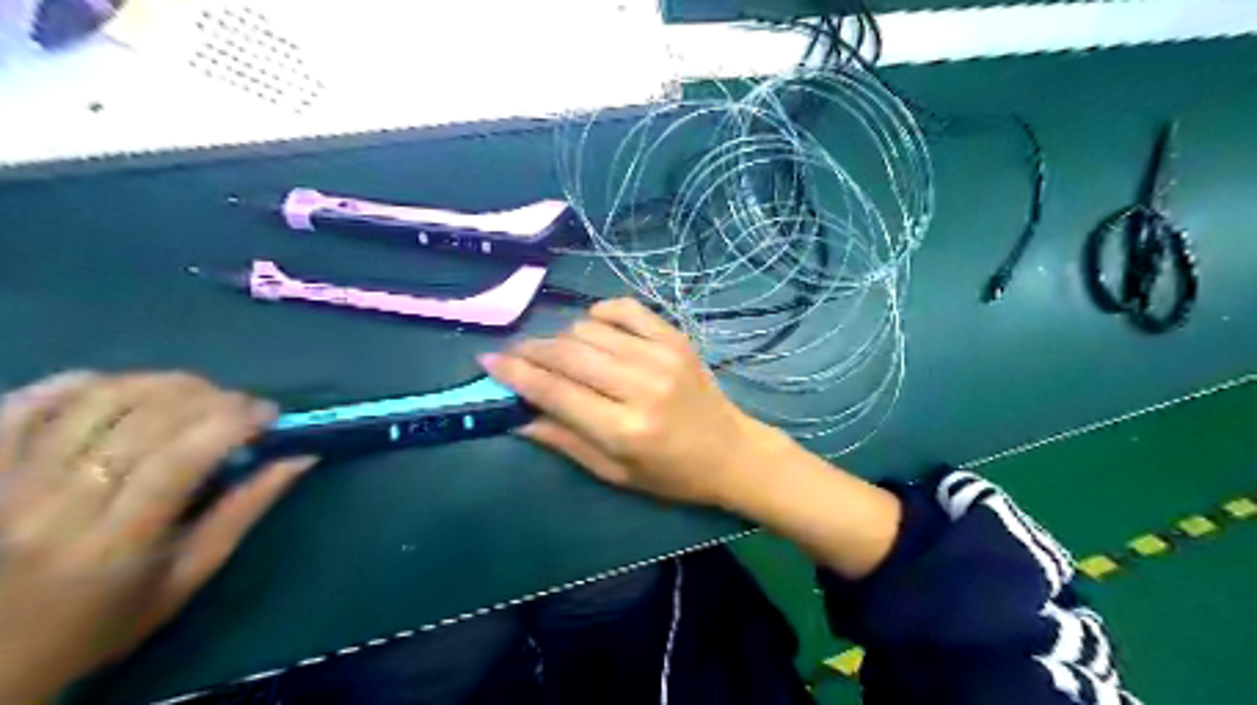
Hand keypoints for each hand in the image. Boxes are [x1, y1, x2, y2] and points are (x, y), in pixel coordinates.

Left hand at [0, 371, 314, 700]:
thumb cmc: (104, 621)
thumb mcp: (187, 576)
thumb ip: (244, 511)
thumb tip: (300, 458)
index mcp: (116, 543)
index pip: (181, 458)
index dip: (233, 421)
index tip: (270, 415)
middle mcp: (56, 506)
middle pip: (144, 421)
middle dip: (210, 398)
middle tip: (241, 404)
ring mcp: (7, 483)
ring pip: (94, 401)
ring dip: (160, 383)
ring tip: (194, 393)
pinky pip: (23, 404)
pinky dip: (78, 383)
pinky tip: (120, 388)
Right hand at [484, 297, 776, 505]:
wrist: (732, 452)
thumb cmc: (672, 475)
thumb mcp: (615, 474)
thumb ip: (565, 441)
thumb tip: (517, 415)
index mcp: (623, 429)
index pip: (554, 391)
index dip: (515, 373)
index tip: (487, 362)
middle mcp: (640, 386)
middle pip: (567, 353)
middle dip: (530, 351)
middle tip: (515, 355)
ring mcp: (661, 356)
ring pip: (589, 328)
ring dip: (564, 338)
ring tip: (560, 355)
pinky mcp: (676, 338)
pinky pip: (626, 308)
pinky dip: (601, 313)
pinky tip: (594, 328)